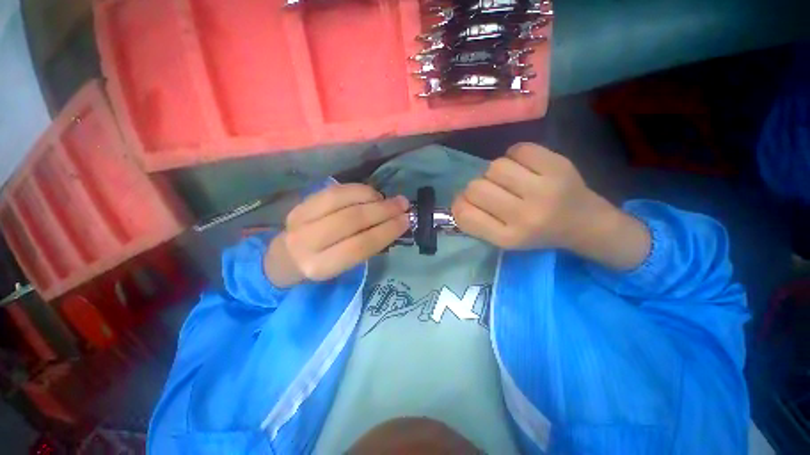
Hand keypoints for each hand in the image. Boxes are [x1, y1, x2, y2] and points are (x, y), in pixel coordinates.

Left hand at [265, 184, 409, 287]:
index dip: (386, 231)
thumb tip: (393, 224)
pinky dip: (357, 189)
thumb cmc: (322, 266)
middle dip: (383, 210)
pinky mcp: (301, 204)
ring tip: (388, 199)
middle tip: (403, 205)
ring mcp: (300, 219)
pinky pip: (334, 190)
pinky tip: (371, 194)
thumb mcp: (344, 267)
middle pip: (351, 220)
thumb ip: (366, 248)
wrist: (285, 258)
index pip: (360, 246)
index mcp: (320, 267)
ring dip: (371, 197)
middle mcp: (307, 242)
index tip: (406, 221)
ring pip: (342, 200)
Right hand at [452, 143, 649, 269]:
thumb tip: (457, 198)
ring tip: (510, 179)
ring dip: (496, 172)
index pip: (465, 214)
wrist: (585, 223)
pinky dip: (516, 155)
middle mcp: (525, 216)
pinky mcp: (559, 166)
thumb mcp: (504, 239)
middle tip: (493, 191)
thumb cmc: (538, 233)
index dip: (459, 204)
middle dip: (478, 187)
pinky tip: (525, 166)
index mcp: (508, 238)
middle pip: (475, 187)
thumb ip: (477, 222)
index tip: (468, 203)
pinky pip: (518, 149)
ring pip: (494, 166)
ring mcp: (544, 189)